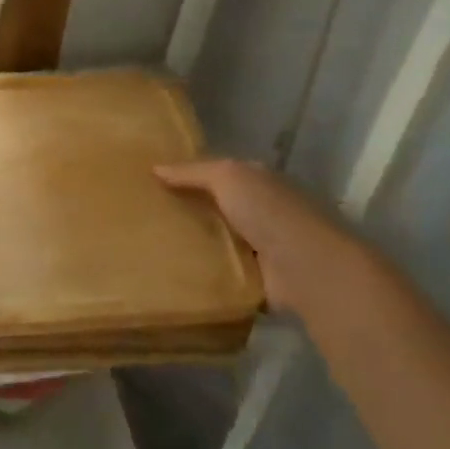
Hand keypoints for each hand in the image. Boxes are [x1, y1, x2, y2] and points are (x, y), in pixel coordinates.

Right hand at [155, 159, 381, 313]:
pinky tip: (171, 276)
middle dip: (185, 211)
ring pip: (216, 241)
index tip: (150, 184)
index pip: (216, 175)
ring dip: (192, 245)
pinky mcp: (256, 280)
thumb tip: (155, 168)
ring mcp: (260, 247)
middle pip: (215, 208)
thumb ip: (192, 172)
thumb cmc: (269, 211)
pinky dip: (204, 275)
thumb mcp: (227, 177)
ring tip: (147, 249)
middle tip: (141, 218)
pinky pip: (222, 274)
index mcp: (256, 181)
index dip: (186, 176)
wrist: (308, 268)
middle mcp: (260, 211)